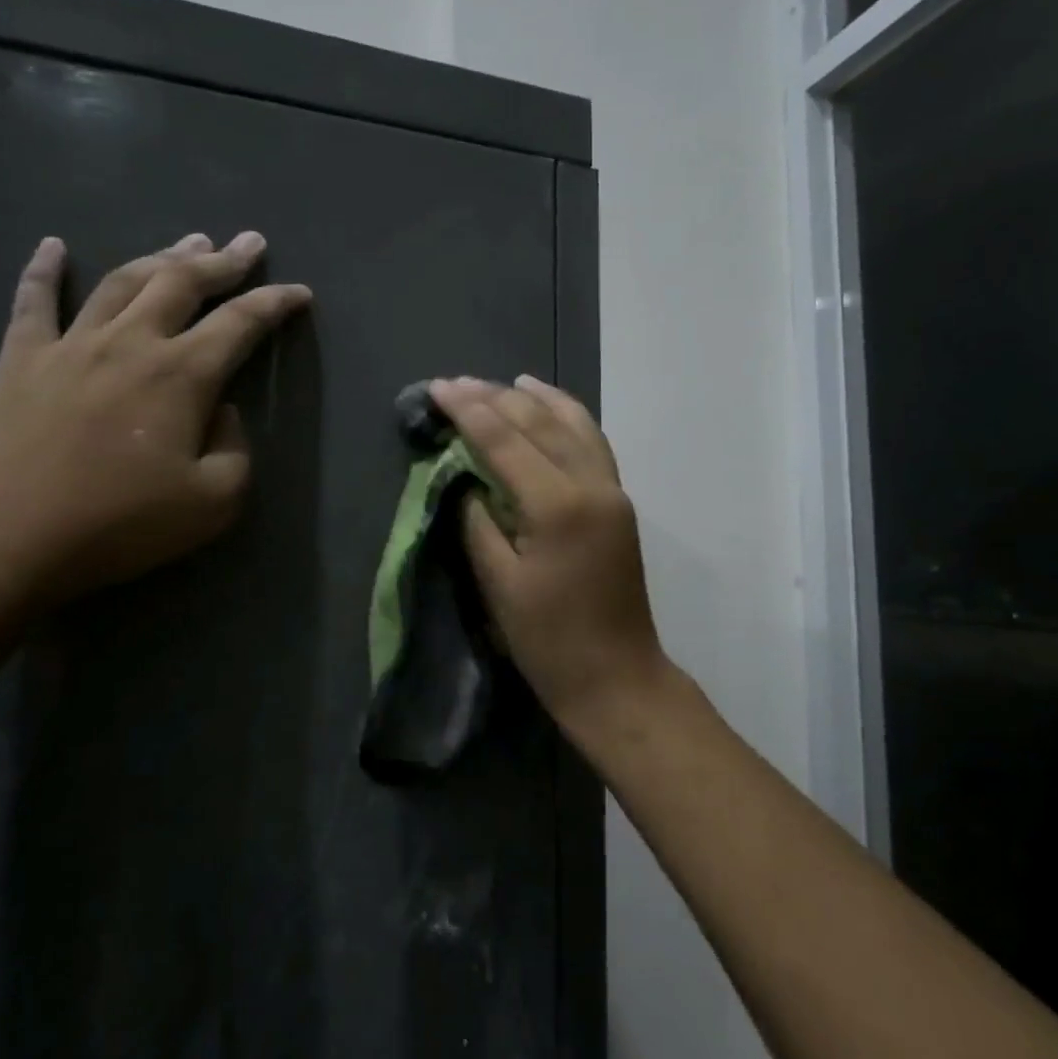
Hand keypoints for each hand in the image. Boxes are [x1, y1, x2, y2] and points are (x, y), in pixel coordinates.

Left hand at [0, 231, 310, 603]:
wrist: (3, 537)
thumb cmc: (117, 524)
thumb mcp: (212, 503)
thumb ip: (235, 450)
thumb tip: (222, 412)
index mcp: (181, 375)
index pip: (241, 323)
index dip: (275, 303)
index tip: (299, 293)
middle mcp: (130, 342)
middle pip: (183, 283)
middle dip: (223, 261)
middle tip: (249, 242)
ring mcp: (71, 344)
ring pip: (123, 281)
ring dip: (161, 256)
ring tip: (188, 240)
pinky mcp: (20, 359)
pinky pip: (34, 301)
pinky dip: (44, 270)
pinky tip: (53, 246)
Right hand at [429, 375, 668, 722]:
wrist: (617, 677)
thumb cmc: (549, 641)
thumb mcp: (498, 584)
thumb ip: (478, 523)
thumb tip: (467, 481)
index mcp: (558, 506)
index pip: (505, 441)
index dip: (468, 412)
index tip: (438, 388)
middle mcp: (592, 485)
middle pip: (540, 424)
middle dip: (496, 398)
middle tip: (457, 383)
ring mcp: (612, 492)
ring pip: (576, 425)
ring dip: (539, 399)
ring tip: (508, 381)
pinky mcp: (619, 504)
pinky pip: (594, 444)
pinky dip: (571, 419)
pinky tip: (553, 410)